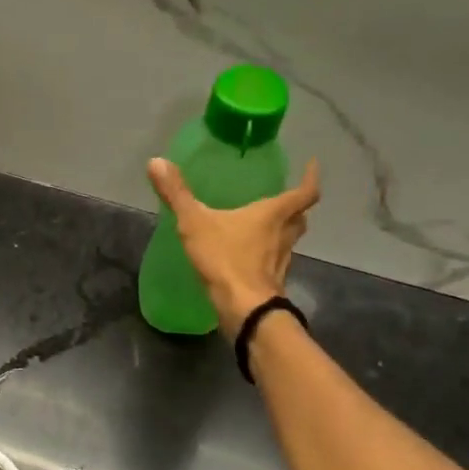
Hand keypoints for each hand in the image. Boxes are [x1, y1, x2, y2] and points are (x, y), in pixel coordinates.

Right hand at [148, 158, 321, 337]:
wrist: (244, 308)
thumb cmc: (226, 259)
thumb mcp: (195, 223)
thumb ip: (177, 194)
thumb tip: (156, 161)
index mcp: (273, 214)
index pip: (304, 192)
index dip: (310, 177)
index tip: (312, 165)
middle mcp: (284, 235)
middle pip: (299, 218)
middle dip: (295, 208)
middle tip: (284, 199)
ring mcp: (281, 261)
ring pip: (289, 241)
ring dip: (282, 232)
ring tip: (265, 227)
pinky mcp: (272, 282)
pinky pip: (274, 262)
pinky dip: (268, 256)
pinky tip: (250, 258)